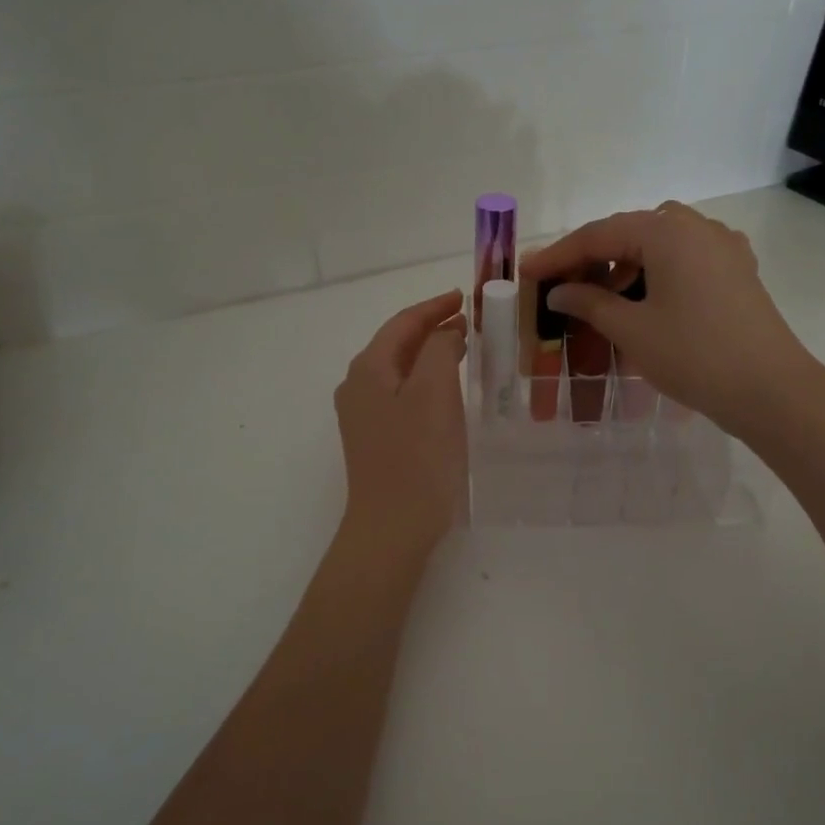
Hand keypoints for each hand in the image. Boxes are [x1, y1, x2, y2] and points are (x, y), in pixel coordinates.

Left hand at [335, 289, 467, 553]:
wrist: (392, 527)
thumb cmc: (417, 457)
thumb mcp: (434, 393)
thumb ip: (439, 350)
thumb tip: (445, 332)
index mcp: (368, 368)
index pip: (403, 323)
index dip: (434, 306)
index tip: (464, 297)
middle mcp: (357, 385)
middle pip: (396, 343)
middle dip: (431, 328)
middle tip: (468, 322)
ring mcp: (362, 414)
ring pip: (399, 369)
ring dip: (428, 354)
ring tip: (460, 348)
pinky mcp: (374, 438)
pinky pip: (400, 394)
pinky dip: (424, 380)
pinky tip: (443, 389)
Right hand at [523, 202, 822, 437]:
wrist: (770, 390)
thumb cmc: (694, 355)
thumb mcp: (632, 329)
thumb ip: (589, 302)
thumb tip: (559, 290)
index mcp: (668, 231)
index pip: (599, 234)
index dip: (558, 254)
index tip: (527, 272)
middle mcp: (697, 227)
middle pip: (630, 232)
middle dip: (592, 257)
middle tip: (560, 285)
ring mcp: (723, 247)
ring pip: (660, 244)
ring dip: (625, 265)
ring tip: (600, 299)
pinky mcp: (738, 271)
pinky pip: (685, 259)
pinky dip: (657, 273)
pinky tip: (646, 299)